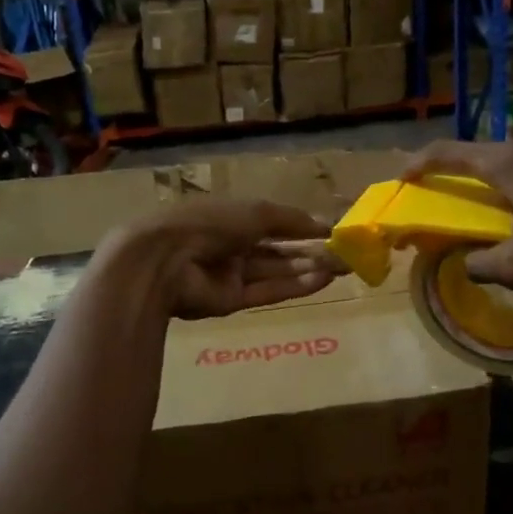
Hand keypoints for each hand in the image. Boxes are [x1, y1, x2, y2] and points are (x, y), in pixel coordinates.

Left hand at [100, 199, 342, 319]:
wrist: (164, 260)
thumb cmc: (209, 223)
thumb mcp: (255, 212)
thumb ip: (291, 220)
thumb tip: (324, 224)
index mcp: (232, 217)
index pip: (274, 222)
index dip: (303, 227)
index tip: (334, 232)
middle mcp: (232, 245)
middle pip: (279, 250)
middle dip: (312, 251)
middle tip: (348, 255)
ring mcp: (231, 274)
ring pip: (277, 271)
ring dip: (309, 269)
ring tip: (343, 268)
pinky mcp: (232, 301)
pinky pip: (269, 291)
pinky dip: (296, 286)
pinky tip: (323, 280)